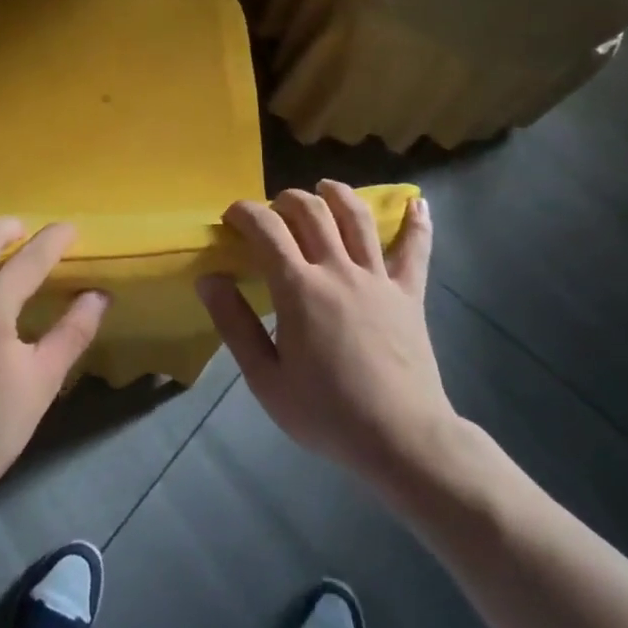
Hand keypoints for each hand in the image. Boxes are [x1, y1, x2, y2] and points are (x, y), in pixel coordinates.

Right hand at [197, 183, 461, 486]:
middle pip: (311, 211)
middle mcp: (338, 270)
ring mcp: (378, 278)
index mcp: (299, 288)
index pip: (267, 229)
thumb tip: (209, 279)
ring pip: (357, 217)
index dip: (245, 212)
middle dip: (285, 199)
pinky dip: (417, 223)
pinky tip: (418, 202)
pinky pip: (415, 250)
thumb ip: (234, 324)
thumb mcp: (265, 378)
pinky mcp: (409, 294)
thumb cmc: (326, 413)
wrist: (402, 440)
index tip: (232, 216)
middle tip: (272, 211)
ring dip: (337, 194)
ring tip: (324, 187)